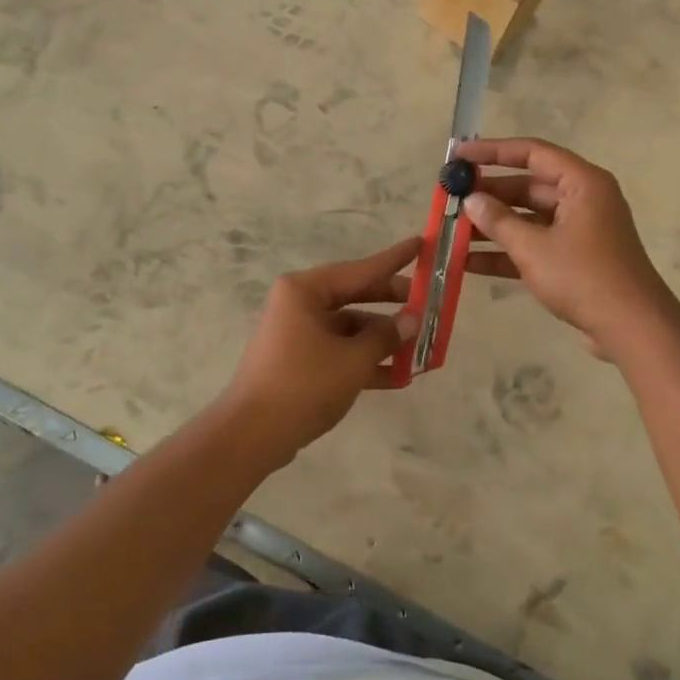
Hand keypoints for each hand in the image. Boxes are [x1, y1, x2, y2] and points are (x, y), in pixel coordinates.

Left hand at [217, 238, 421, 467]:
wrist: (252, 435)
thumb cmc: (303, 385)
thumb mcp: (352, 360)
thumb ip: (385, 337)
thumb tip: (412, 320)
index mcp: (305, 290)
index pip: (360, 269)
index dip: (394, 259)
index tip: (422, 244)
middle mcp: (298, 304)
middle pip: (354, 296)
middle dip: (391, 304)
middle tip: (427, 303)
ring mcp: (296, 333)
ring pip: (348, 327)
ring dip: (381, 339)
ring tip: (419, 346)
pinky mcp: (297, 360)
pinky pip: (338, 350)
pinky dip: (364, 360)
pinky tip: (396, 376)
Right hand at [457, 138, 678, 357]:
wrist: (632, 328)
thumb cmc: (583, 276)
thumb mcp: (534, 247)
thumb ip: (499, 221)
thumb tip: (471, 200)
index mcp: (582, 183)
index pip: (532, 152)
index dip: (493, 151)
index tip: (459, 155)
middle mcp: (583, 199)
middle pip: (528, 186)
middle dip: (489, 194)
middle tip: (451, 199)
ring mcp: (580, 230)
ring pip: (528, 218)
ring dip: (493, 226)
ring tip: (453, 231)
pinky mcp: (575, 258)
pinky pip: (535, 244)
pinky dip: (507, 251)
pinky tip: (469, 263)